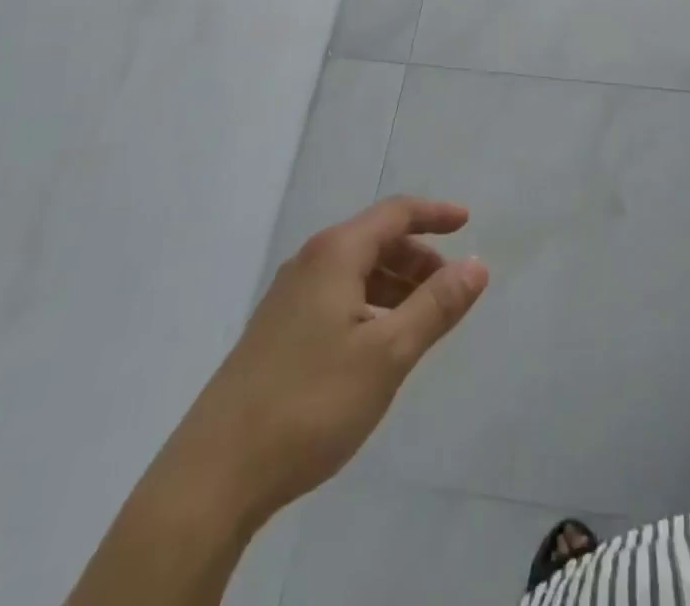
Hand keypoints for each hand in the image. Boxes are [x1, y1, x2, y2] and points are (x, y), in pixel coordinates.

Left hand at [173, 197, 488, 524]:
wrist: (213, 477)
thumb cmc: (310, 403)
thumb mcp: (388, 354)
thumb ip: (436, 306)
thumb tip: (476, 265)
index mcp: (335, 254)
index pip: (395, 213)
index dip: (434, 214)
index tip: (468, 222)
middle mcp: (309, 263)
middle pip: (375, 240)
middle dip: (418, 256)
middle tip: (450, 287)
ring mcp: (287, 298)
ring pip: (354, 272)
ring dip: (394, 284)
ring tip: (421, 320)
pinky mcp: (275, 333)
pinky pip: (336, 297)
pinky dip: (369, 305)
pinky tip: (377, 345)